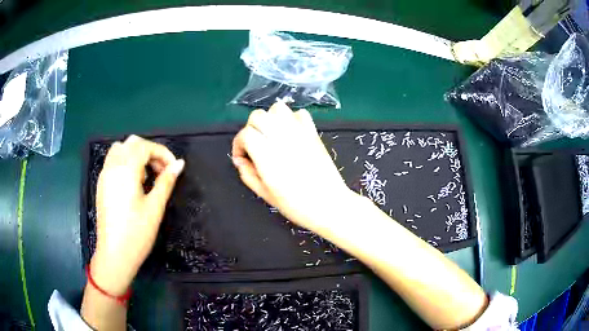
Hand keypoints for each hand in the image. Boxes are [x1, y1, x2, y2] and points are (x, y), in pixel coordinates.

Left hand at [91, 135, 184, 294]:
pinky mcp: (102, 184)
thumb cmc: (136, 234)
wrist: (114, 255)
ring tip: (146, 176)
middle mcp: (112, 167)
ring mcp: (104, 175)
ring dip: (136, 155)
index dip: (163, 153)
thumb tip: (179, 164)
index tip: (174, 168)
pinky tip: (133, 183)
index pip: (145, 147)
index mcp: (125, 170)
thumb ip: (166, 181)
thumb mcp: (155, 208)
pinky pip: (113, 161)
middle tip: (161, 171)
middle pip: (132, 143)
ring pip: (120, 149)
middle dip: (150, 152)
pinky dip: (126, 162)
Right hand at [232, 102, 354, 232]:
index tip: (242, 157)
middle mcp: (281, 138)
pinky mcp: (313, 133)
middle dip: (251, 128)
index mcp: (266, 154)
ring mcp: (299, 132)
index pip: (245, 134)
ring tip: (271, 136)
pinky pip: (300, 114)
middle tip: (254, 146)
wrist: (329, 204)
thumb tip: (240, 160)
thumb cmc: (296, 205)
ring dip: (270, 119)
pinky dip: (291, 119)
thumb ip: (248, 174)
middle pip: (258, 116)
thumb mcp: (265, 194)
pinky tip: (290, 134)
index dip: (238, 144)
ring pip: (278, 108)